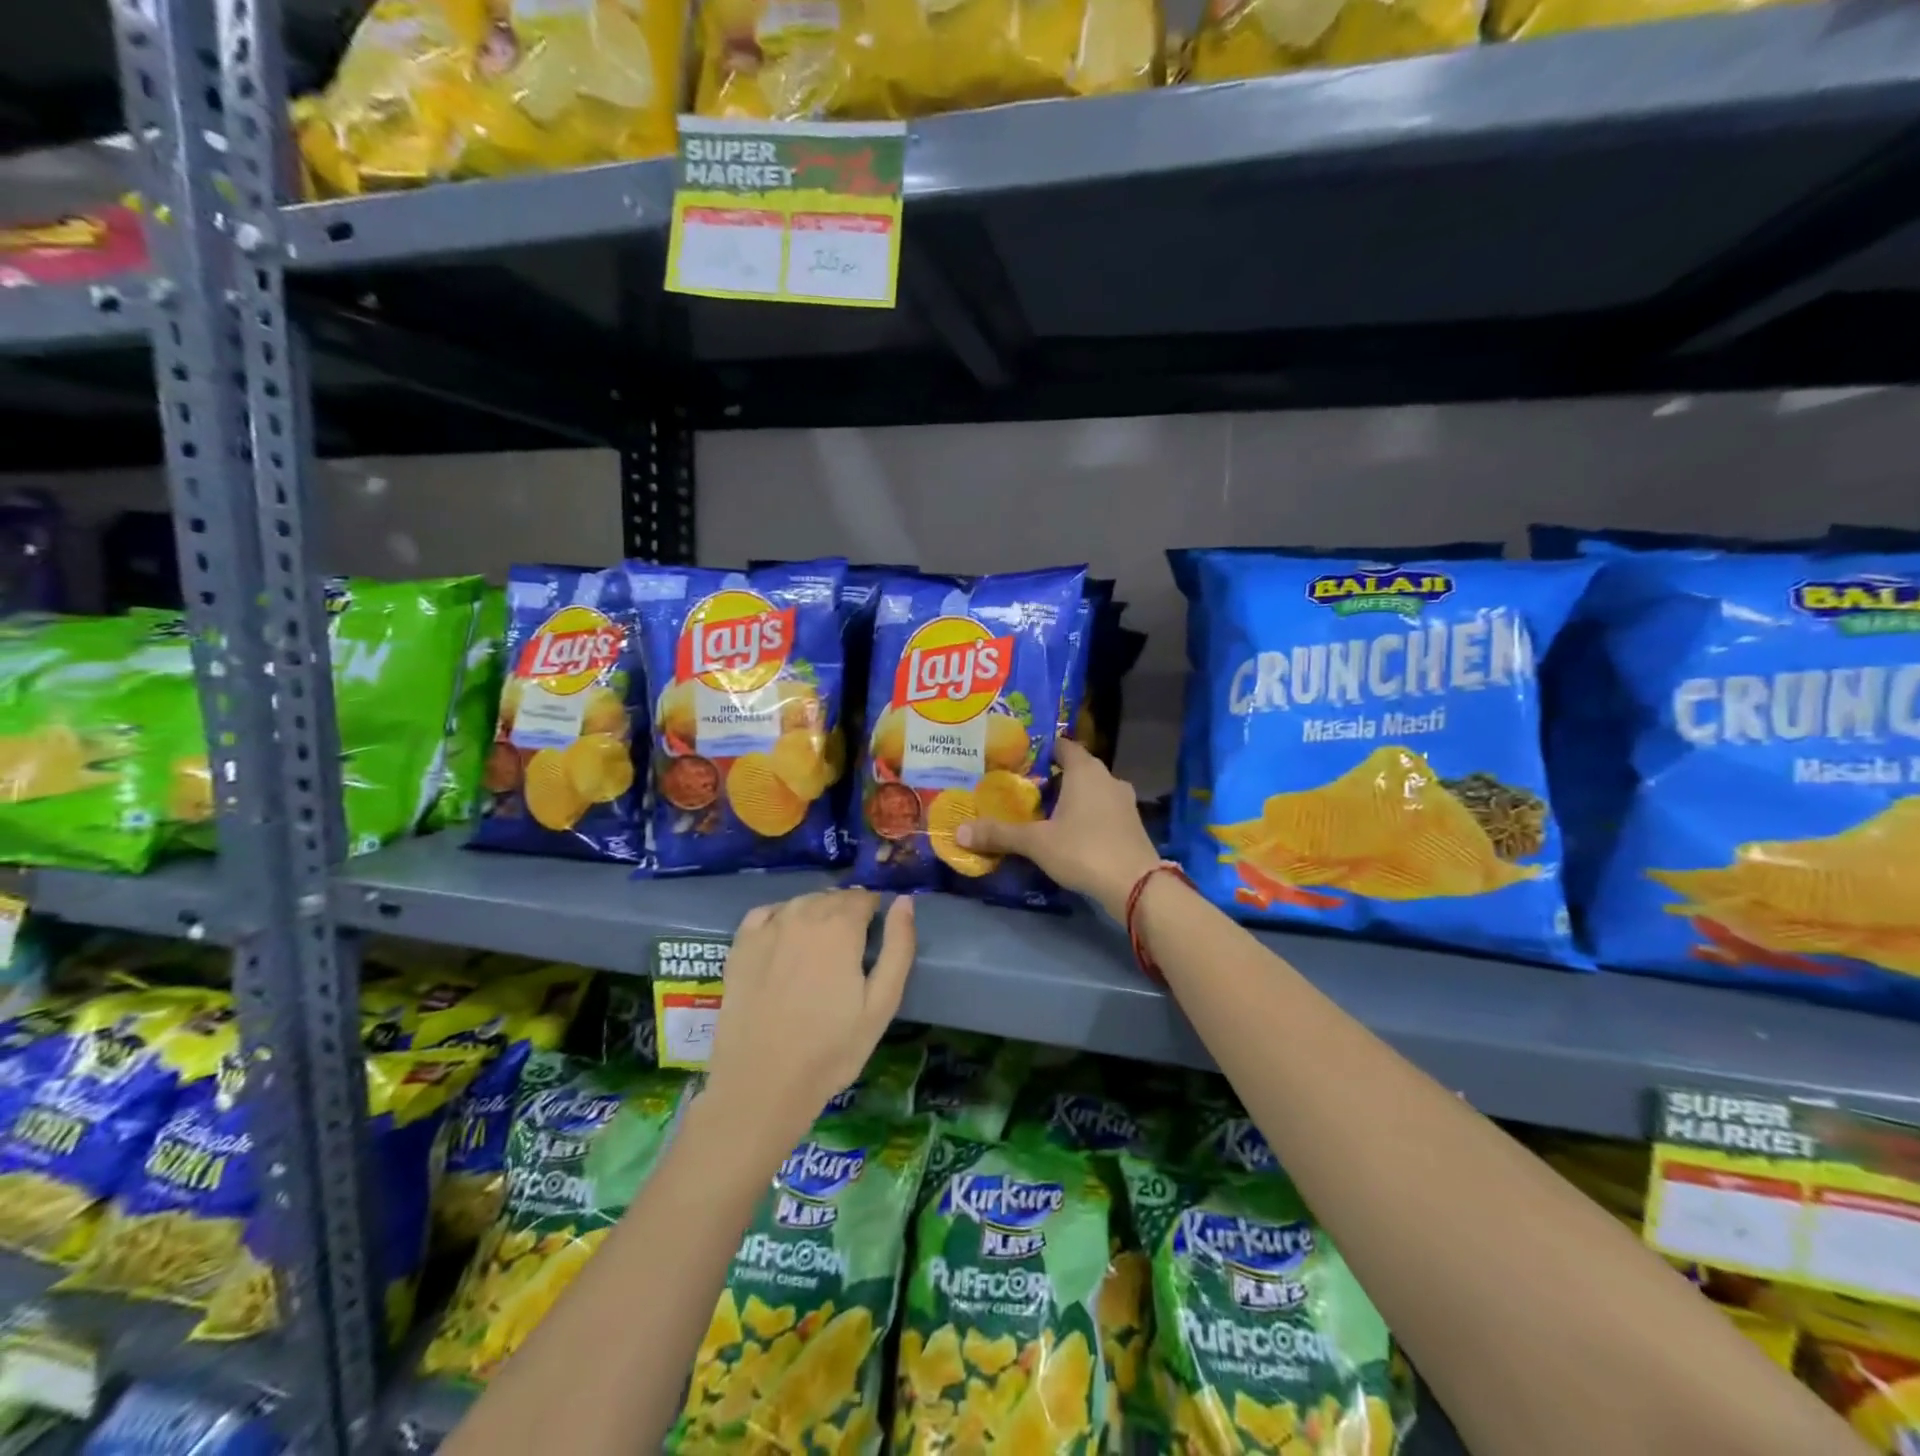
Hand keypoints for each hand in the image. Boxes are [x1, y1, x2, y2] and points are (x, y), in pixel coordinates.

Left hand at [702, 890, 914, 1156]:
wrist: (762, 1084)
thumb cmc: (831, 1049)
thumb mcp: (882, 1004)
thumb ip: (898, 946)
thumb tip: (905, 900)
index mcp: (840, 927)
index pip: (863, 898)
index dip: (874, 913)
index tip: (875, 937)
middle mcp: (803, 915)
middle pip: (832, 898)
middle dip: (847, 912)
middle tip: (851, 948)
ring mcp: (767, 928)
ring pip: (801, 902)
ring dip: (817, 913)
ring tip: (821, 948)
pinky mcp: (740, 945)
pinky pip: (767, 913)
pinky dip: (782, 916)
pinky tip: (786, 939)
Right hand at [955, 737, 1161, 919]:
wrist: (1137, 885)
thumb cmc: (1083, 850)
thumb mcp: (1036, 842)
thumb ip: (1000, 834)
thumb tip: (959, 831)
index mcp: (1085, 770)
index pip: (1062, 746)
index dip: (1042, 750)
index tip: (1019, 760)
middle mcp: (1108, 778)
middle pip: (1077, 768)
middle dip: (1053, 778)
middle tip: (1025, 789)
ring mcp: (1124, 801)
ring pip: (1092, 791)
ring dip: (1072, 798)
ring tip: (1044, 813)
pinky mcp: (1132, 824)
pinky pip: (1104, 810)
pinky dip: (1087, 816)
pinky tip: (1071, 833)